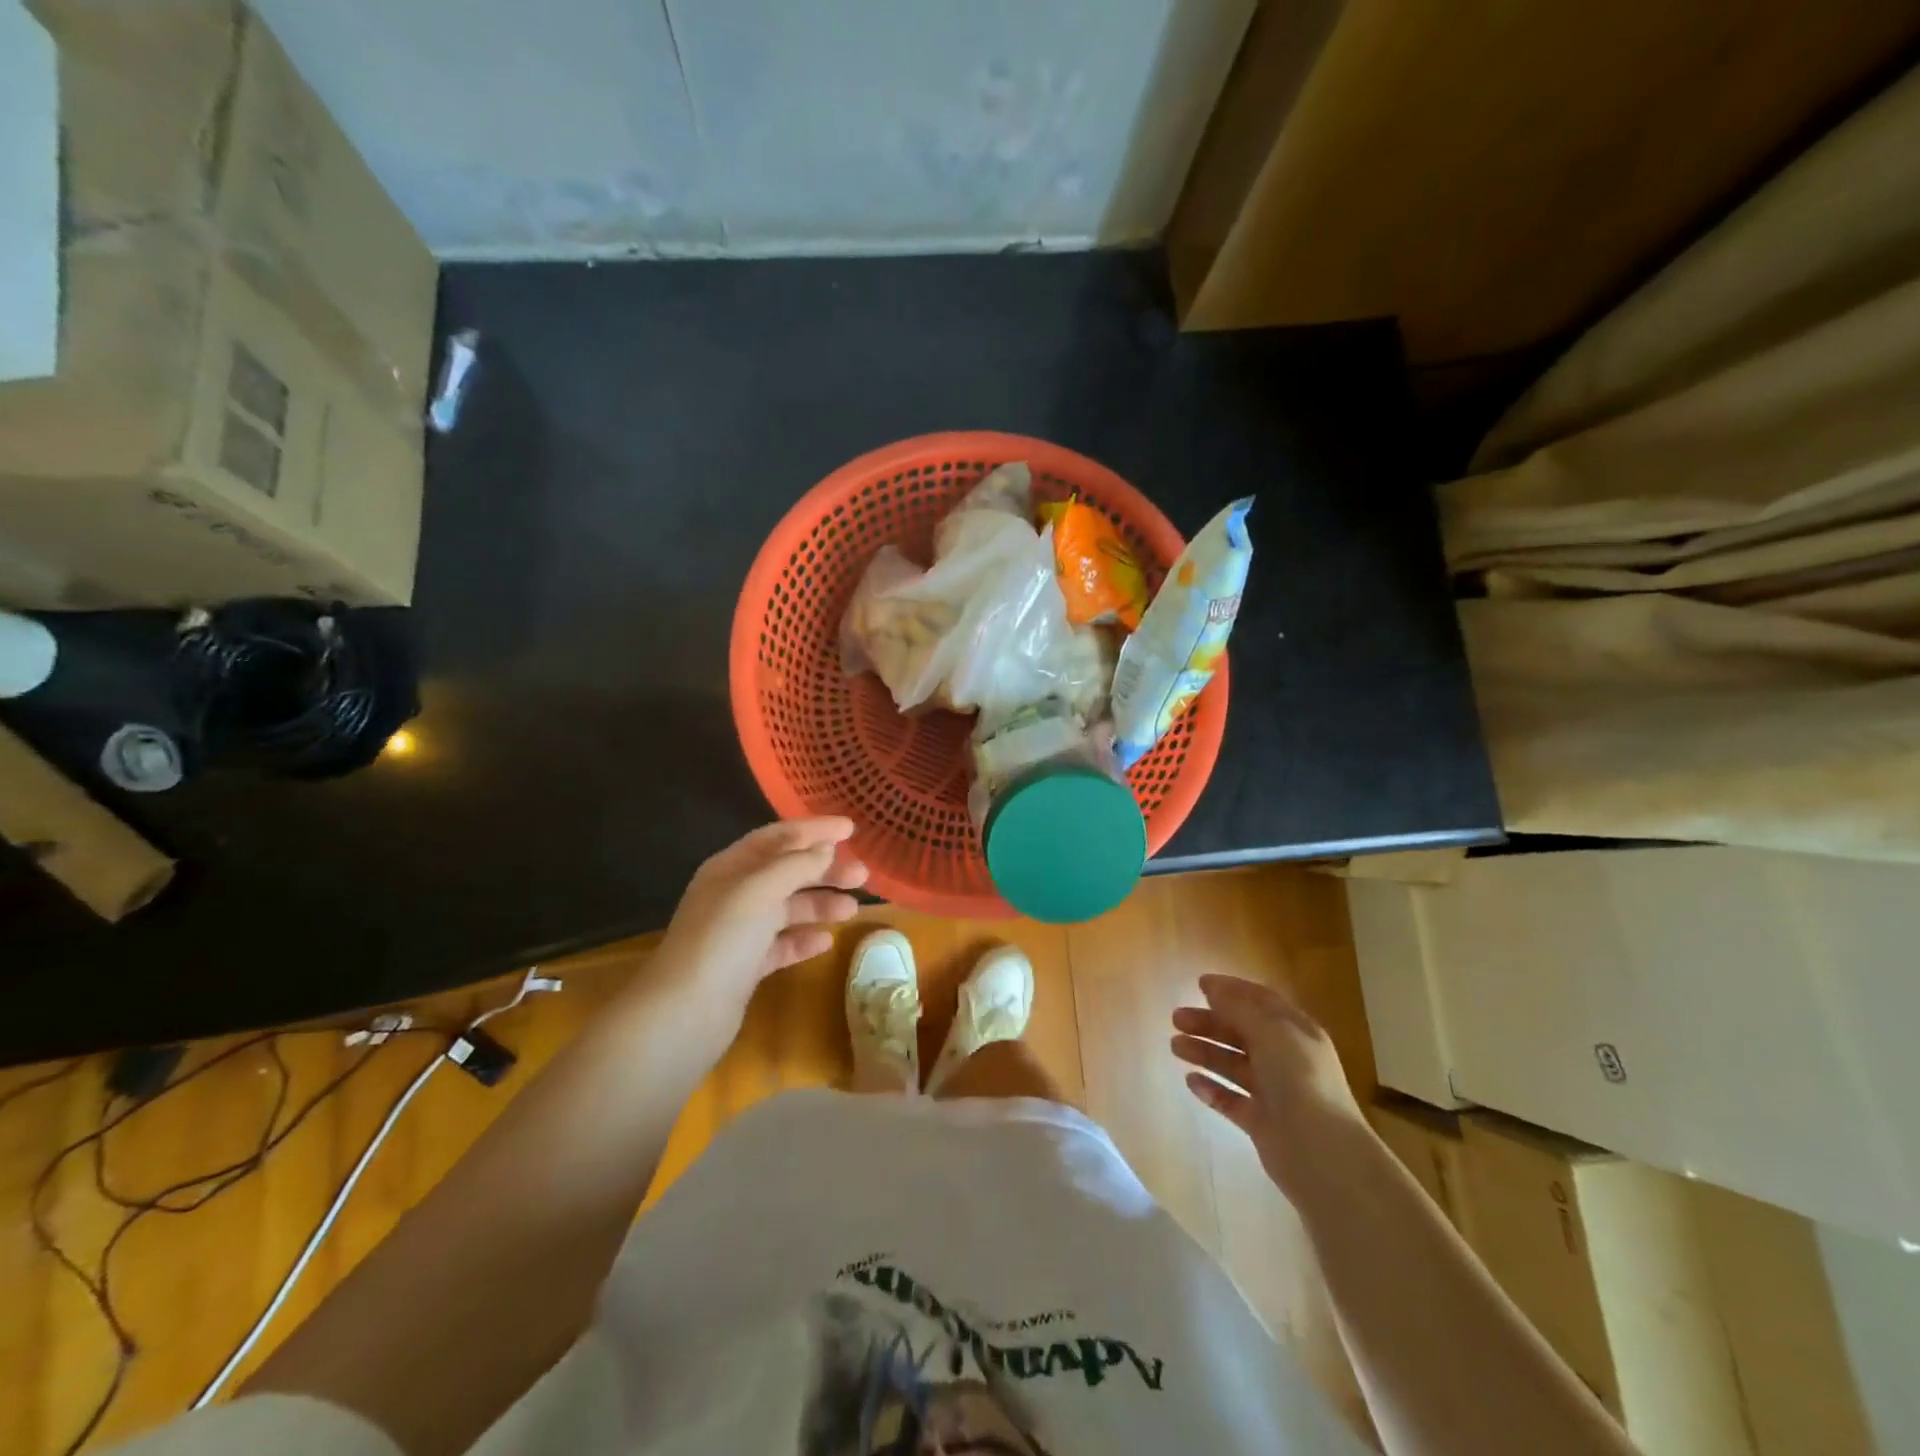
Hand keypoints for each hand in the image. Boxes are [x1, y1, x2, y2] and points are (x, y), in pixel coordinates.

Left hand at [646, 818, 867, 1029]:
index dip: (814, 830)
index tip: (851, 829)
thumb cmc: (723, 940)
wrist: (684, 1014)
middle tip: (862, 875)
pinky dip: (804, 939)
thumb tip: (825, 848)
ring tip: (852, 911)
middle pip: (787, 872)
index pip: (778, 838)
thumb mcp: (760, 891)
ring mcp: (739, 933)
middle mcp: (734, 895)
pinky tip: (826, 942)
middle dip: (825, 871)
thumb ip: (796, 865)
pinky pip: (782, 944)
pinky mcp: (746, 968)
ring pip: (788, 909)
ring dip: (820, 904)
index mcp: (731, 868)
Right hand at [1170, 975, 1365, 1199]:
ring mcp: (1274, 1092)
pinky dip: (1211, 1089)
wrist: (1321, 1153)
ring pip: (1233, 1064)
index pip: (1261, 1001)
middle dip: (1209, 1022)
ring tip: (1175, 1047)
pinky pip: (1231, 1099)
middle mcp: (1285, 1058)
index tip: (1199, 984)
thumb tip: (1213, 987)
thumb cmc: (1299, 1080)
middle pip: (1241, 1032)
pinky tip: (1191, 1081)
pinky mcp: (1261, 1122)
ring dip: (1205, 1052)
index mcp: (1295, 1032)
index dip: (1231, 990)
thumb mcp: (1270, 1032)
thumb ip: (1238, 1008)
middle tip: (1176, 1019)